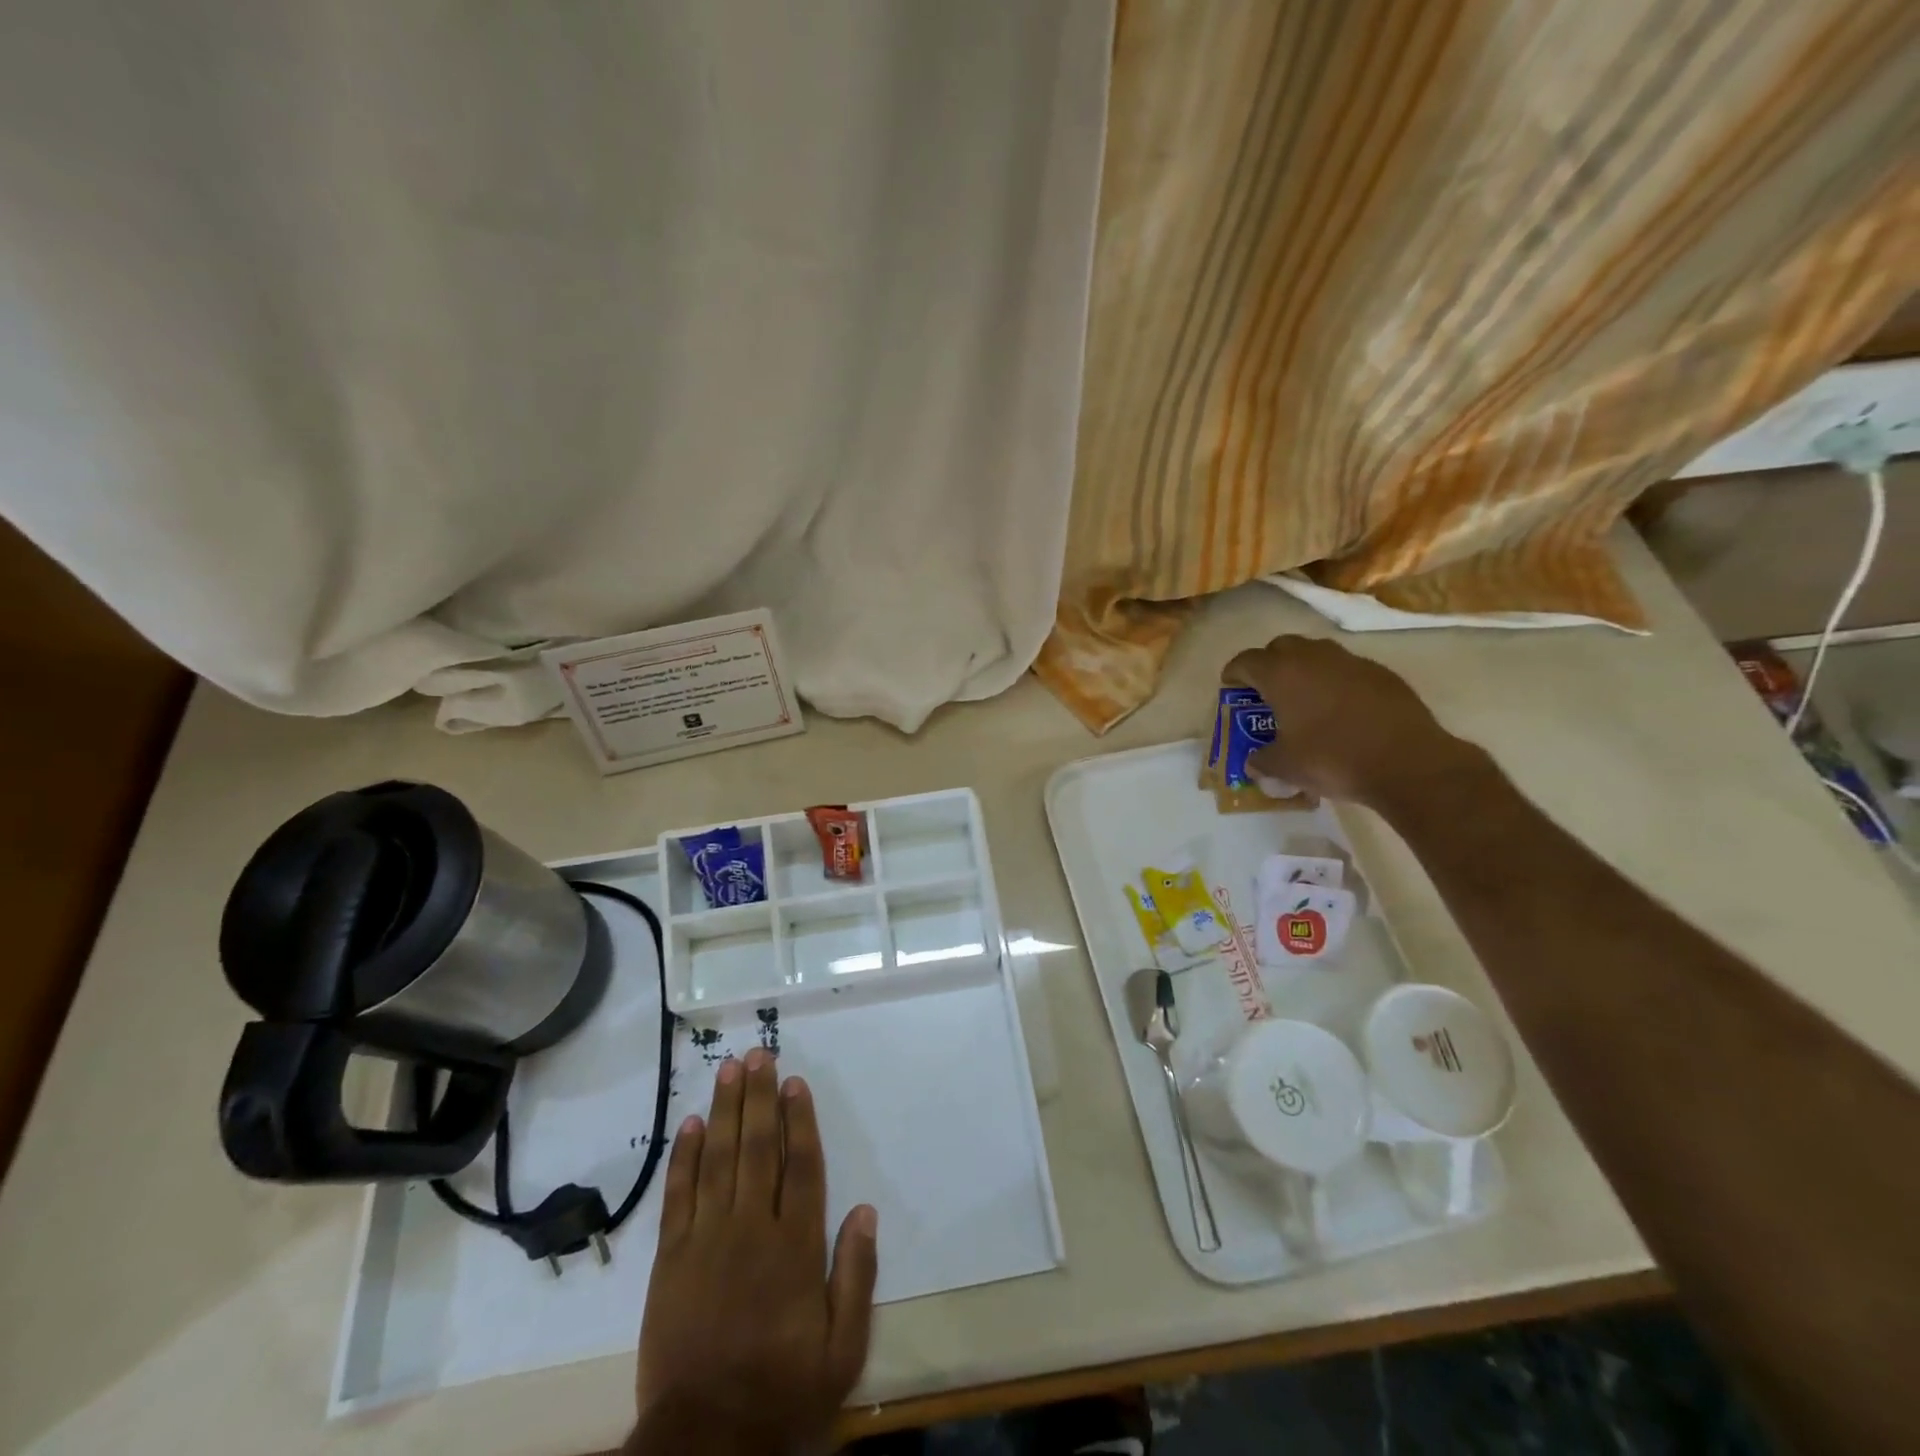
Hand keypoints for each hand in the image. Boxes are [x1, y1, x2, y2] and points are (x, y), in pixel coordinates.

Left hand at [627, 1049, 877, 1455]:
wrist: (705, 1442)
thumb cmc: (782, 1392)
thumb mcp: (842, 1350)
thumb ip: (856, 1276)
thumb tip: (865, 1210)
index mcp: (796, 1247)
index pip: (801, 1166)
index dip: (799, 1120)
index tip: (794, 1081)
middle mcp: (752, 1229)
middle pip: (758, 1148)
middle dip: (759, 1097)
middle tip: (759, 1054)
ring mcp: (707, 1240)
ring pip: (719, 1159)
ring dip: (725, 1111)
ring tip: (729, 1070)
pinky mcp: (670, 1259)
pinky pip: (679, 1196)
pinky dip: (685, 1157)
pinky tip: (691, 1124)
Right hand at [1222, 635, 1487, 811]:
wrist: (1408, 763)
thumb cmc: (1333, 759)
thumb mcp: (1285, 767)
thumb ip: (1262, 760)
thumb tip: (1254, 762)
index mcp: (1281, 674)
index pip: (1245, 661)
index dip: (1233, 674)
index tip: (1231, 688)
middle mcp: (1314, 657)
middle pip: (1281, 647)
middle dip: (1270, 664)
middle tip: (1267, 692)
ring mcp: (1351, 661)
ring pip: (1317, 654)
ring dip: (1305, 670)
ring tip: (1305, 699)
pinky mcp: (1381, 673)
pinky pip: (1347, 669)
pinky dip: (1336, 682)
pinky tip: (1342, 710)